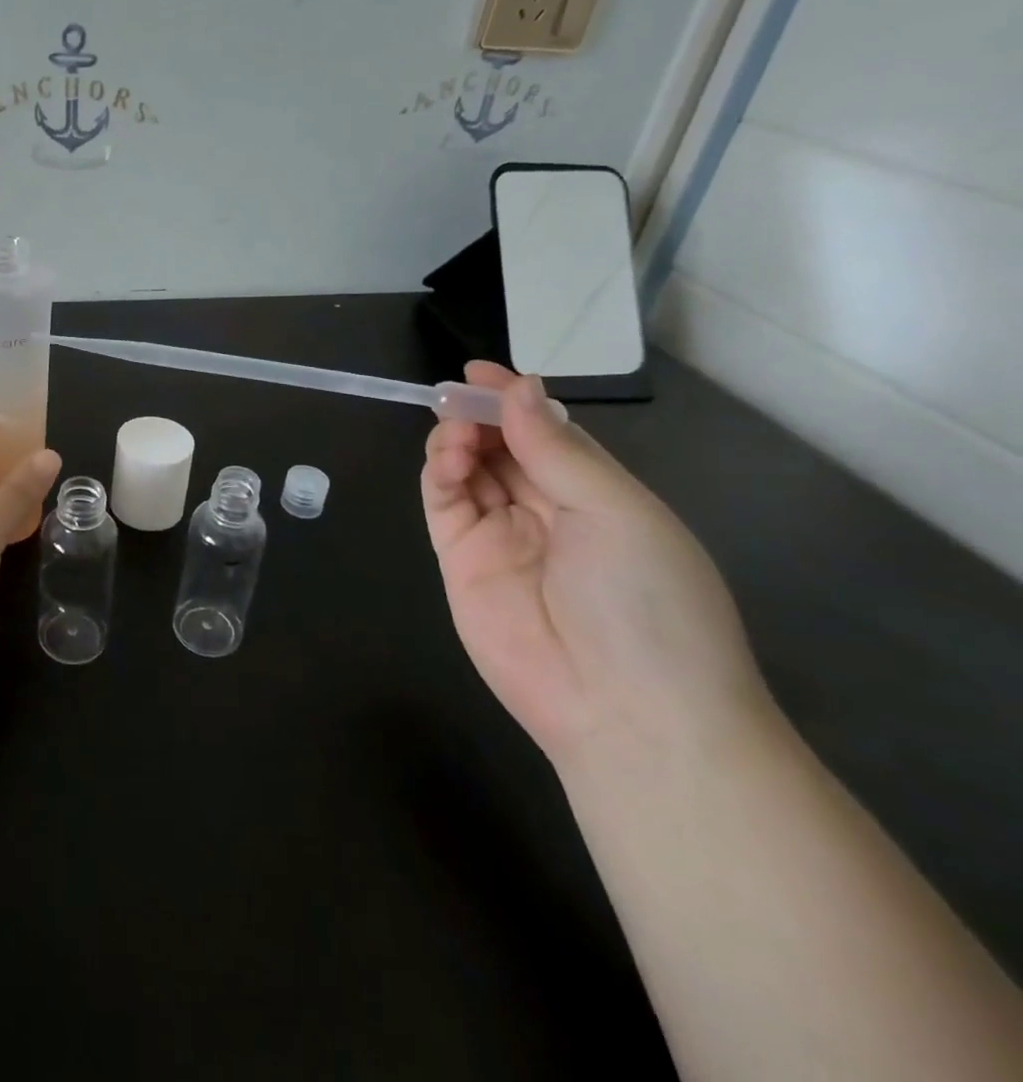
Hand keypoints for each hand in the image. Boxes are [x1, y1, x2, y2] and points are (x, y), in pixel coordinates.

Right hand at [421, 362, 773, 769]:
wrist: (626, 713)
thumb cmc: (647, 603)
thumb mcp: (618, 513)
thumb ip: (558, 450)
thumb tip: (522, 389)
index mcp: (598, 497)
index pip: (548, 434)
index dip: (514, 400)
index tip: (479, 372)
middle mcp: (546, 512)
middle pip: (502, 448)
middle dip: (479, 417)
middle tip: (457, 397)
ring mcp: (500, 537)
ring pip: (466, 470)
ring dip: (456, 441)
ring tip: (456, 431)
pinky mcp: (460, 561)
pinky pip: (443, 504)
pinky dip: (438, 473)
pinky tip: (447, 457)